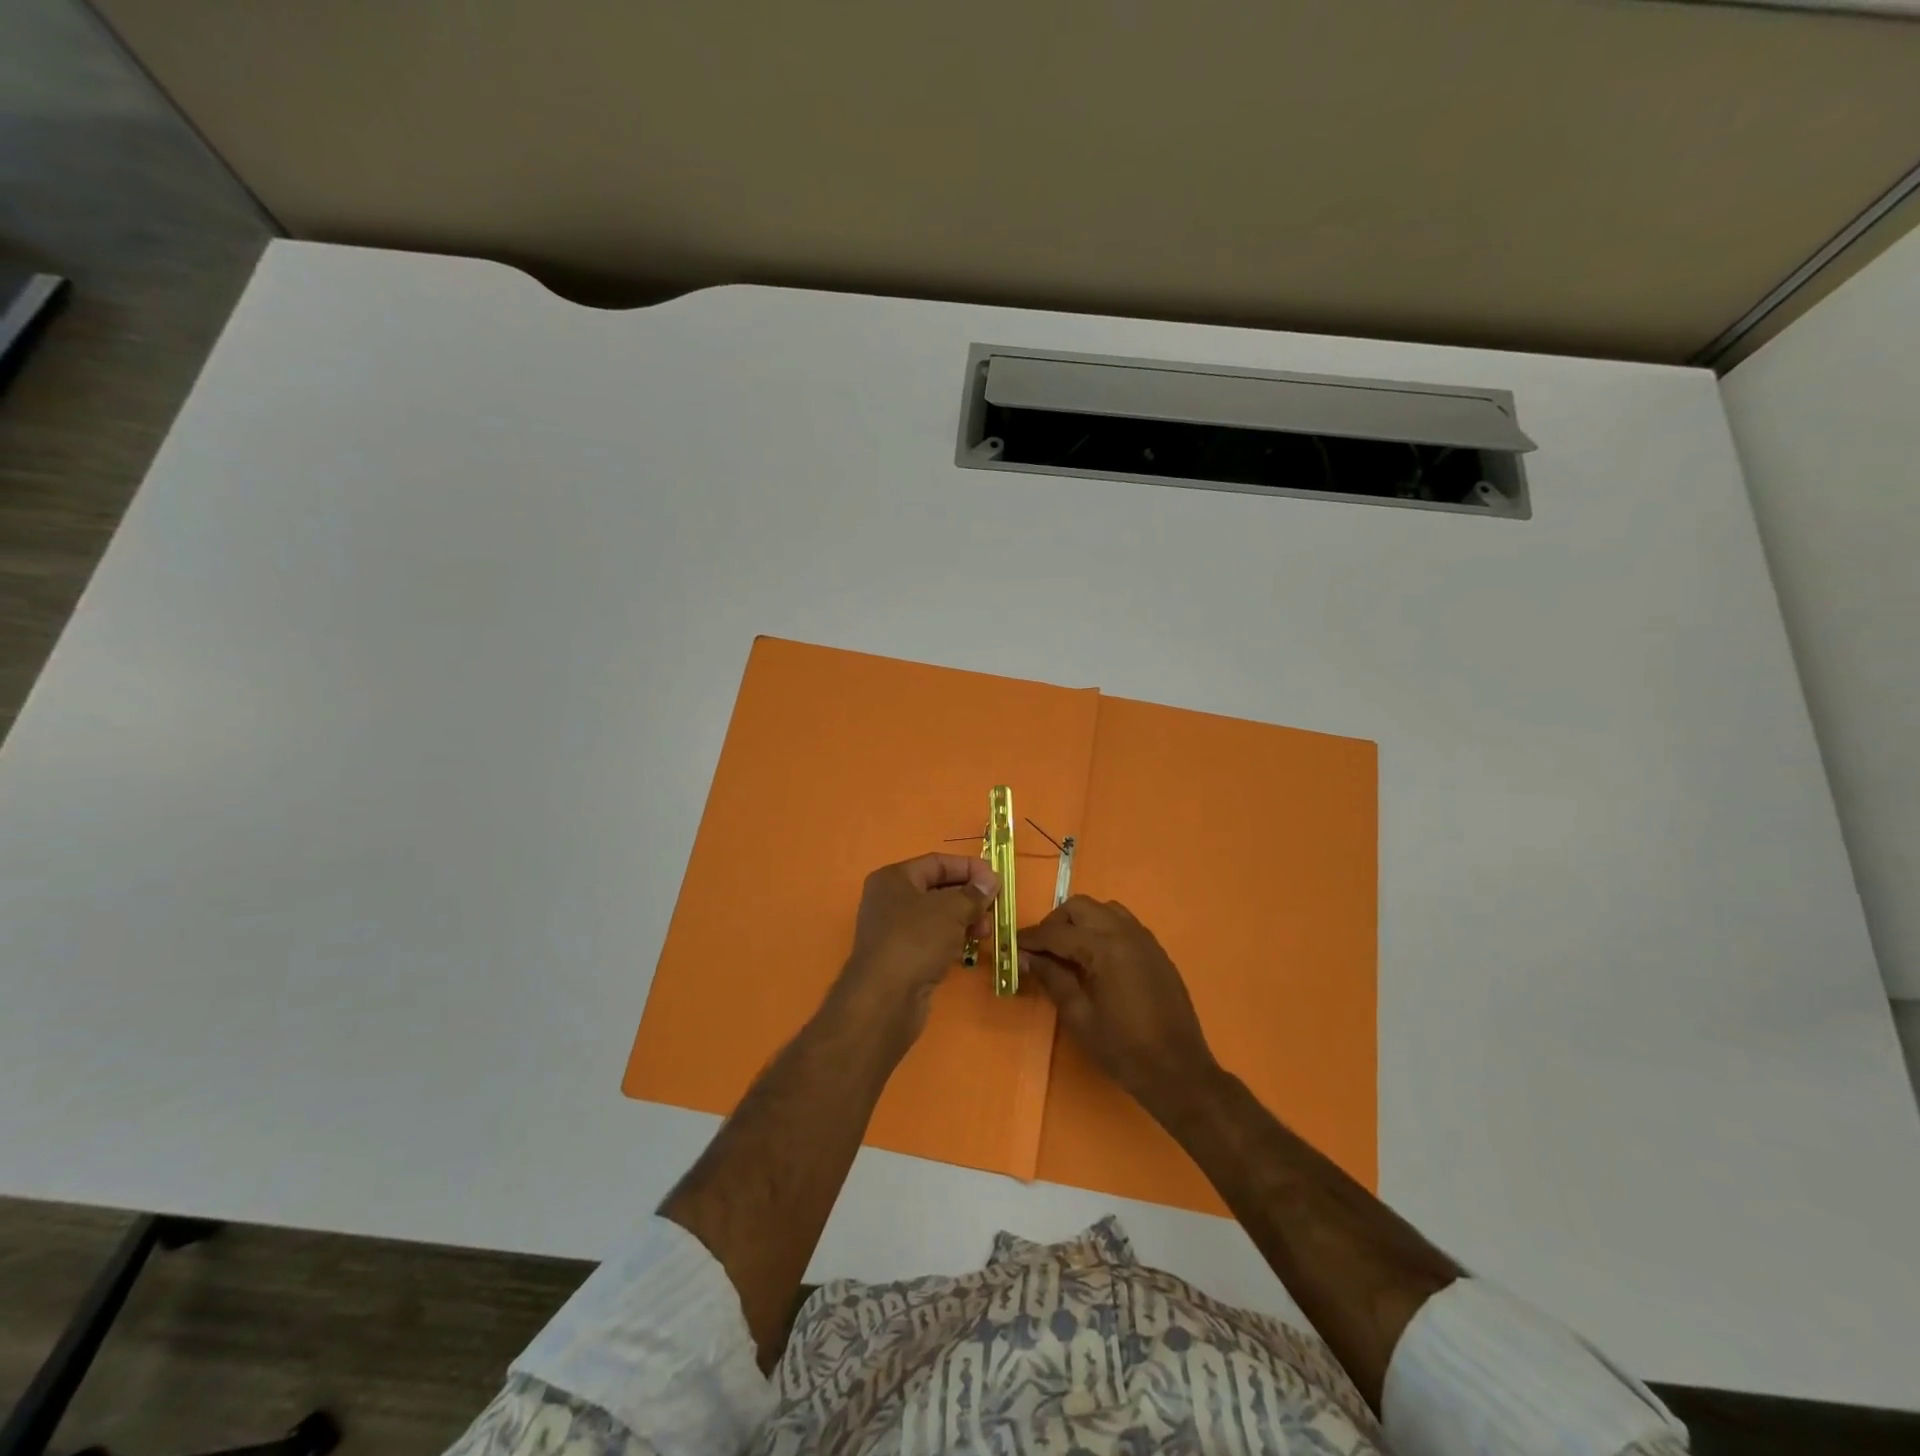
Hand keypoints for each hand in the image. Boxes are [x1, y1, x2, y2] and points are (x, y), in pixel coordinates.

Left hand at [832, 853, 997, 1050]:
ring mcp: (893, 930)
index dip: (968, 868)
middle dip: (969, 897)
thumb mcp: (951, 910)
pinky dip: (952, 940)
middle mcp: (890, 900)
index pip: (937, 863)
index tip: (996, 880)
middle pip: (937, 889)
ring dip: (964, 920)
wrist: (884, 999)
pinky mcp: (901, 957)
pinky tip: (970, 948)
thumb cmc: (915, 941)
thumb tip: (990, 880)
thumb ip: (973, 893)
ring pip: (937, 917)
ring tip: (985, 932)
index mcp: (894, 878)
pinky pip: (932, 939)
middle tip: (994, 909)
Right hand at [1021, 896, 1218, 1115]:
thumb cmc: (1123, 1049)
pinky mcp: (1156, 950)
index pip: (1057, 932)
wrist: (1179, 1071)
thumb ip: (1053, 979)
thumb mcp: (1079, 1017)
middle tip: (1041, 950)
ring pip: (1103, 909)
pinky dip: (1102, 928)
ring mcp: (1145, 938)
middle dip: (1055, 923)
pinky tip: (1096, 958)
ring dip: (1081, 921)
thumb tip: (1028, 957)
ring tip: (1068, 951)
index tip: (1012, 945)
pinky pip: (1123, 923)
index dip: (1031, 938)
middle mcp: (1126, 932)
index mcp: (1105, 948)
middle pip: (1080, 907)